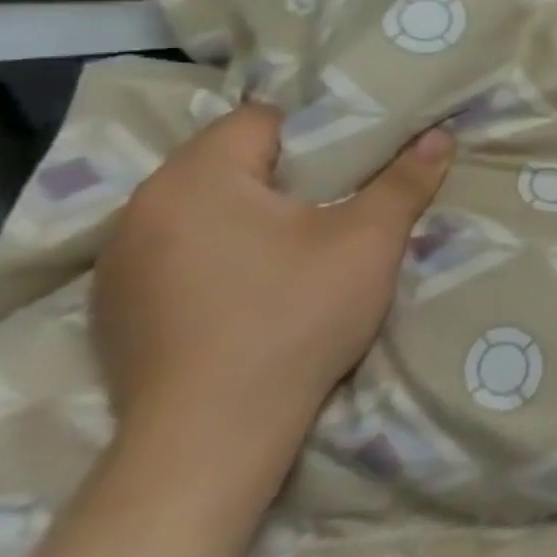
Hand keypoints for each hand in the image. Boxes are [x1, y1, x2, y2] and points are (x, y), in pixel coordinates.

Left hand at [90, 105, 453, 479]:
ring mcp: (117, 264)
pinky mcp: (117, 309)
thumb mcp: (369, 240)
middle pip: (229, 161)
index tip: (356, 164)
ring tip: (300, 243)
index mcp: (195, 180)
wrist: (213, 436)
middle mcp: (140, 210)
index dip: (317, 132)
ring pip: (203, 208)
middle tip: (341, 200)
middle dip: (287, 173)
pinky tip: (253, 288)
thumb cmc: (295, 317)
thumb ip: (405, 180)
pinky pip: (178, 251)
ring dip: (250, 213)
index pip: (261, 120)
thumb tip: (440, 135)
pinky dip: (218, 253)